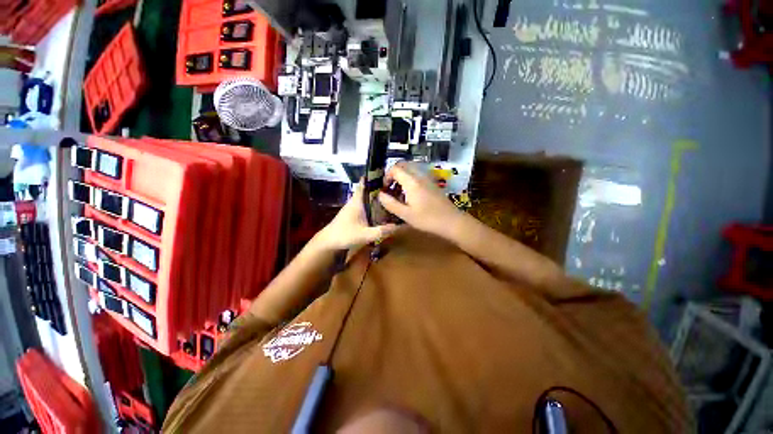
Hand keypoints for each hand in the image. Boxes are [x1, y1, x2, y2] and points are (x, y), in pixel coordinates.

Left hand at [314, 182, 398, 250]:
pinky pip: (365, 204)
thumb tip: (398, 226)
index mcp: (357, 201)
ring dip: (377, 196)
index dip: (373, 176)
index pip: (364, 183)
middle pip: (368, 190)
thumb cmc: (344, 235)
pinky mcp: (353, 213)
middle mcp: (355, 201)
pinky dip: (373, 204)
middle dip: (379, 187)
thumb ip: (381, 231)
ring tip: (391, 197)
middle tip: (395, 187)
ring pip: (367, 197)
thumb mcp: (365, 235)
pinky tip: (381, 209)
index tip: (386, 173)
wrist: (329, 242)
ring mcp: (353, 207)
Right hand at [378, 162, 464, 238]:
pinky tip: (410, 194)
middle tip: (390, 187)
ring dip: (402, 175)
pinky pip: (418, 174)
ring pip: (411, 169)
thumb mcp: (406, 215)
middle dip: (394, 173)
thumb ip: (391, 204)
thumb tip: (379, 195)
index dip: (386, 176)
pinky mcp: (432, 183)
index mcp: (412, 182)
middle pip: (404, 165)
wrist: (452, 221)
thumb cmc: (428, 219)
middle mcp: (420, 176)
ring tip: (399, 191)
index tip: (384, 188)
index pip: (395, 169)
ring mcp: (428, 178)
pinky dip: (410, 178)